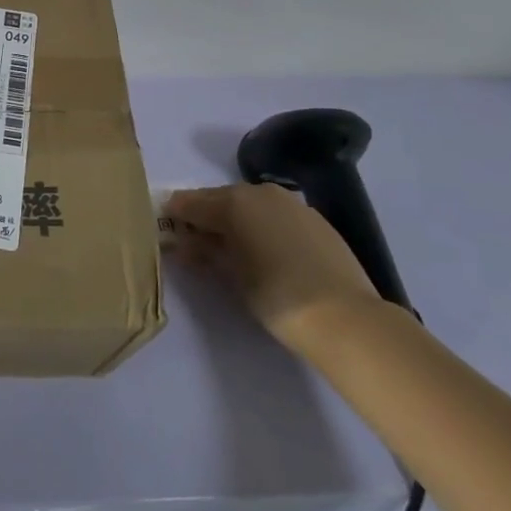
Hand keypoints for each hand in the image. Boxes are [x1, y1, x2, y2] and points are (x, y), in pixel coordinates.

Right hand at [166, 184, 382, 352]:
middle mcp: (261, 192)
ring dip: (235, 220)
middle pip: (221, 199)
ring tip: (230, 248)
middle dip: (205, 216)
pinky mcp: (315, 220)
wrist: (345, 318)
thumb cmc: (276, 296)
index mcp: (234, 200)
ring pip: (251, 206)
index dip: (176, 214)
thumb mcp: (231, 276)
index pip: (192, 202)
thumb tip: (183, 243)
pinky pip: (275, 216)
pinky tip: (264, 251)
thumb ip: (203, 252)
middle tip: (194, 240)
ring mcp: (292, 204)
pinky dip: (262, 227)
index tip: (165, 228)